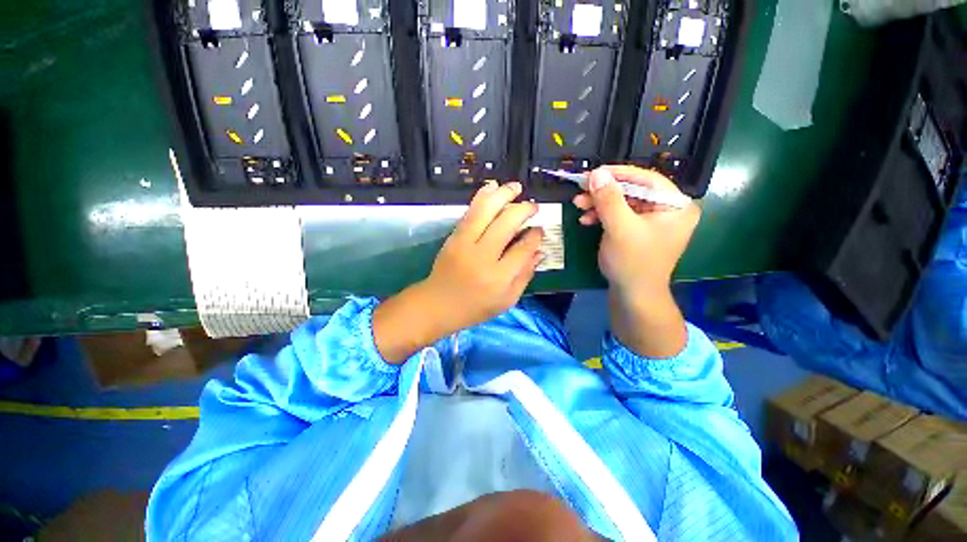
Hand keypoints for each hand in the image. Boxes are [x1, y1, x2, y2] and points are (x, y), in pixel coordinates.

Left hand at [373, 181, 543, 362]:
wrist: (438, 304)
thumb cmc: (476, 307)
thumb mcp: (507, 300)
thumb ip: (525, 276)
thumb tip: (540, 251)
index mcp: (499, 278)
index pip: (523, 248)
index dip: (535, 235)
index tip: (539, 229)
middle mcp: (483, 257)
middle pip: (507, 223)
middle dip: (524, 209)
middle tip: (533, 207)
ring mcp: (465, 244)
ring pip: (486, 211)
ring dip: (503, 194)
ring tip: (516, 187)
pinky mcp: (454, 237)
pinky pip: (470, 212)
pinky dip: (482, 197)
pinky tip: (493, 187)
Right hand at [573, 166, 699, 356]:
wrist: (633, 295)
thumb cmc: (632, 262)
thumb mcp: (619, 228)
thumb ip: (608, 199)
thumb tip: (596, 173)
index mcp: (675, 206)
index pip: (647, 179)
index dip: (619, 173)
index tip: (594, 172)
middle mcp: (668, 210)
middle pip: (633, 191)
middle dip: (604, 192)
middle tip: (580, 190)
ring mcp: (653, 221)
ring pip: (623, 203)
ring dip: (599, 204)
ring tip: (578, 205)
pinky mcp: (639, 230)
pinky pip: (620, 215)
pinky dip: (602, 216)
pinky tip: (586, 219)